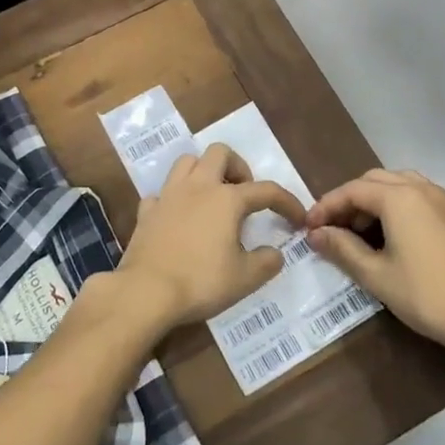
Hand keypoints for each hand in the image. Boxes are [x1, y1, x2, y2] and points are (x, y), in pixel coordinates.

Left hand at [117, 144, 306, 333]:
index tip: (297, 219)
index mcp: (227, 199)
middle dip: (237, 167)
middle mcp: (198, 187)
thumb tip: (275, 253)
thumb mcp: (245, 278)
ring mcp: (169, 195)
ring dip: (203, 172)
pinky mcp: (147, 212)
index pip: (266, 191)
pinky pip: (162, 193)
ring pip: (187, 162)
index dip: (287, 202)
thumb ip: (266, 262)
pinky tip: (179, 217)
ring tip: (212, 198)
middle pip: (220, 153)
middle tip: (244, 194)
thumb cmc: (201, 281)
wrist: (146, 291)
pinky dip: (174, 199)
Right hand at [306, 169, 444, 357]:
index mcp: (399, 197)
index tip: (308, 227)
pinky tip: (387, 234)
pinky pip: (414, 196)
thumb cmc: (426, 295)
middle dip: (348, 201)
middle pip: (373, 182)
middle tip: (330, 229)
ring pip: (395, 185)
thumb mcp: (376, 275)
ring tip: (357, 231)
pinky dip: (393, 206)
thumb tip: (316, 234)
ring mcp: (440, 199)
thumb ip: (342, 249)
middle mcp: (420, 188)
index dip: (326, 207)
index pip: (352, 191)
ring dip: (371, 201)